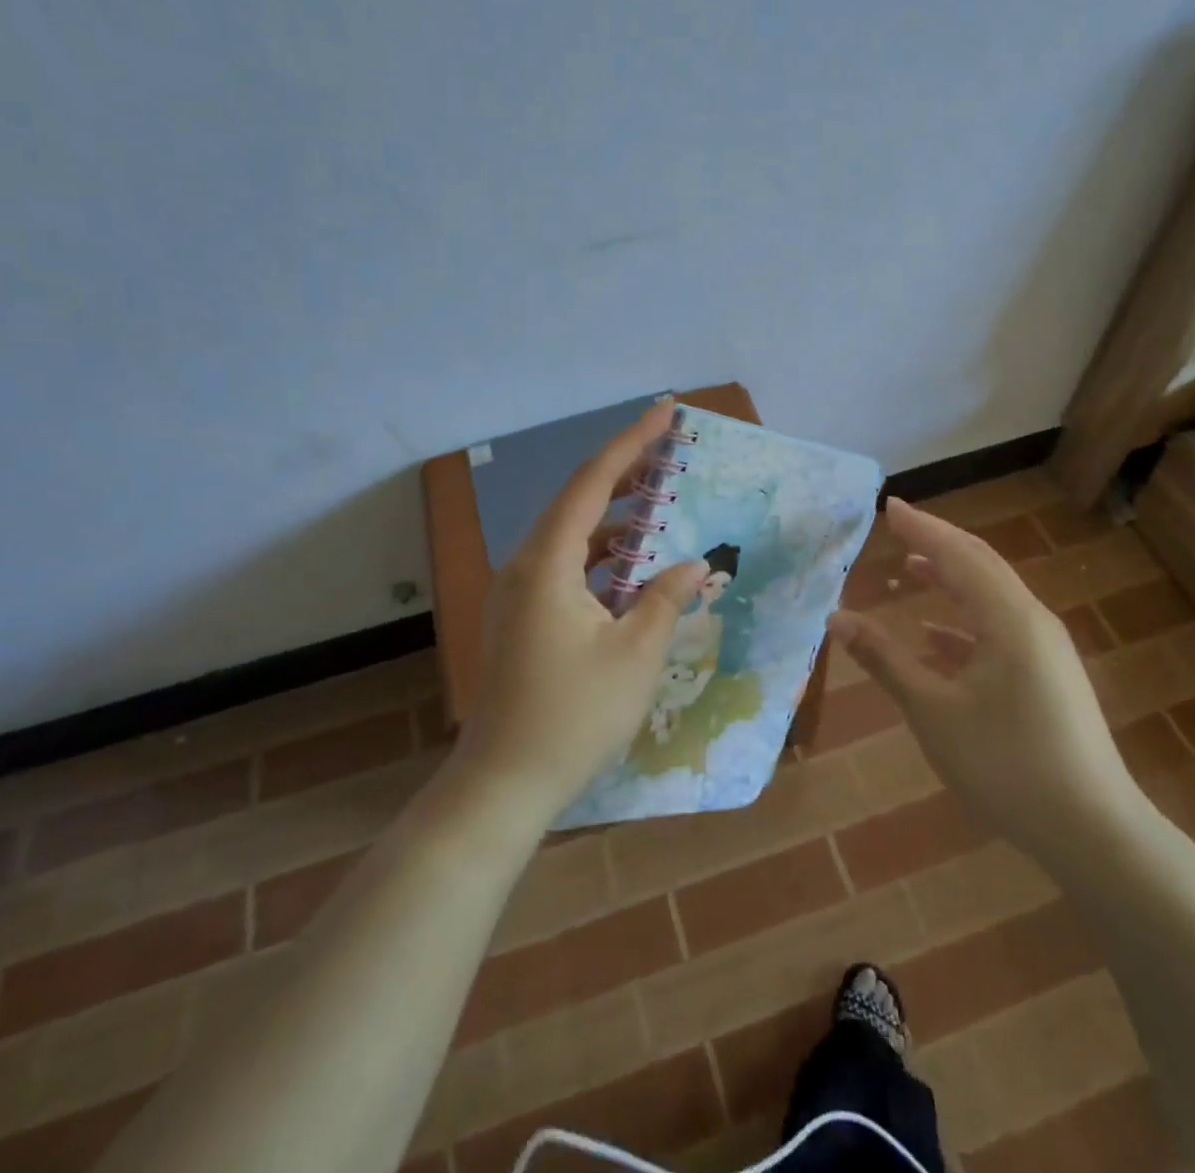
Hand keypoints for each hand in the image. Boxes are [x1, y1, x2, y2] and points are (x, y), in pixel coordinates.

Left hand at [454, 401, 706, 826]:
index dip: (631, 443)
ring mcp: (517, 594)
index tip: (665, 411)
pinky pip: (564, 569)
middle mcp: (524, 566)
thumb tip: (691, 565)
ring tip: (658, 507)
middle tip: (667, 450)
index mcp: (547, 563)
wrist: (503, 784)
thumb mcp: (636, 655)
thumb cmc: (574, 717)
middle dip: (624, 474)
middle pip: (577, 502)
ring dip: (614, 522)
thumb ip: (666, 599)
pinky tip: (632, 571)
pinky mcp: (520, 618)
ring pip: (571, 538)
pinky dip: (600, 560)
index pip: (592, 483)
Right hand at [827, 499, 1145, 863]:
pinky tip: (935, 636)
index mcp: (1008, 619)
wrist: (1093, 831)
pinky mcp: (1048, 676)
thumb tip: (837, 618)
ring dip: (951, 579)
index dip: (922, 527)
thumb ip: (885, 660)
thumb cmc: (1006, 765)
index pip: (958, 554)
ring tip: (912, 569)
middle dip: (938, 542)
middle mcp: (1032, 622)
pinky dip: (964, 622)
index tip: (888, 506)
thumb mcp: (933, 711)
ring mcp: (1045, 650)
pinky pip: (1000, 629)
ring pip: (991, 597)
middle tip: (898, 526)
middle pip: (980, 566)